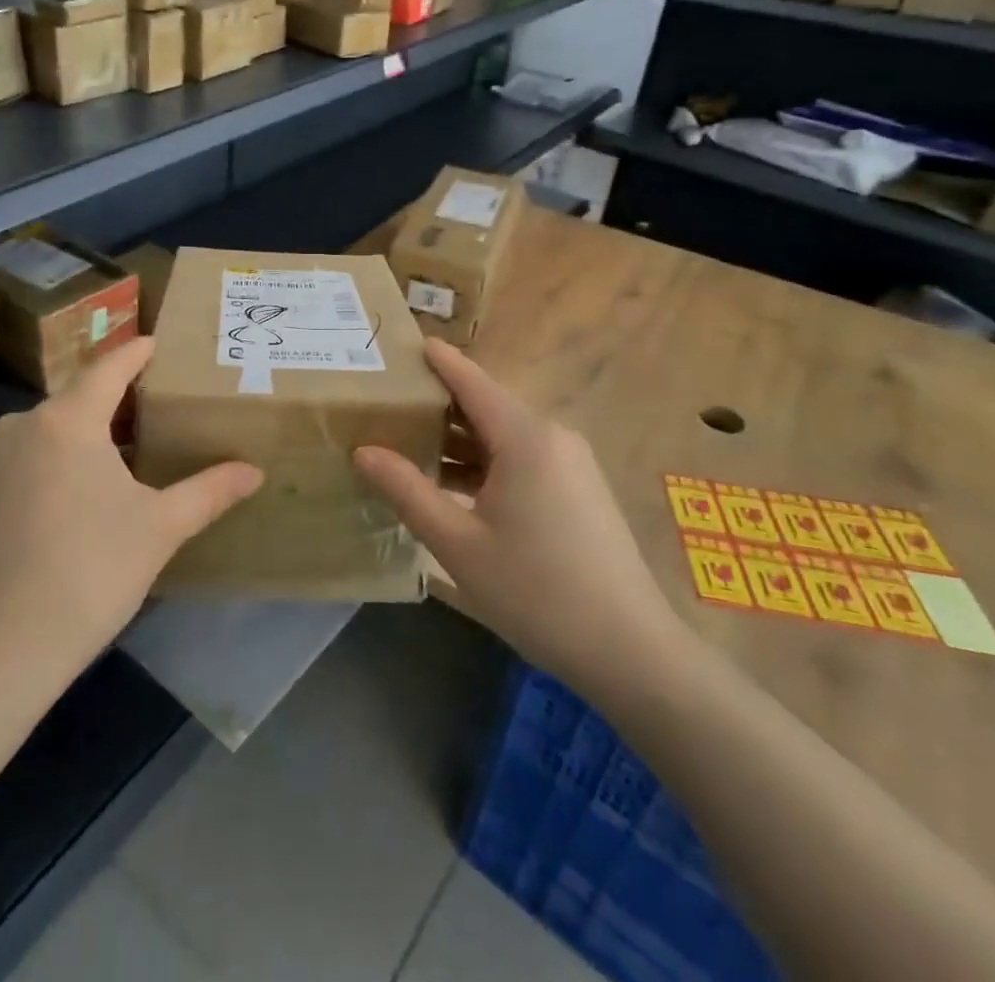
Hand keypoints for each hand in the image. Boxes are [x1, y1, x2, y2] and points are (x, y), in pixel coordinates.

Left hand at [0, 337, 263, 693]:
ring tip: (130, 446)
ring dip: (91, 431)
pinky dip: (63, 457)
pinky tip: (86, 488)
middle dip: (119, 398)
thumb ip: (209, 491)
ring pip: (54, 428)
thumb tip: (255, 471)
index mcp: (67, 420)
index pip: (109, 368)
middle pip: (80, 397)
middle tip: (160, 404)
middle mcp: (24, 426)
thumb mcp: (159, 528)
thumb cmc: (88, 573)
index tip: (158, 343)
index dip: (136, 352)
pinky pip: (32, 455)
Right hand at [354, 340, 688, 701]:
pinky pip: (522, 458)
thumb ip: (407, 490)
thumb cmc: (536, 591)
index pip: (471, 380)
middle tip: (387, 403)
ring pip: (503, 435)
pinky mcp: (578, 489)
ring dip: (459, 439)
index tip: (401, 343)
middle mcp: (551, 436)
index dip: (437, 360)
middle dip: (438, 403)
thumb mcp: (457, 543)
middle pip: (486, 405)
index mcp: (525, 437)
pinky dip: (485, 462)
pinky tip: (452, 484)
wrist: (631, 652)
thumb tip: (363, 451)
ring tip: (408, 444)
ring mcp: (571, 463)